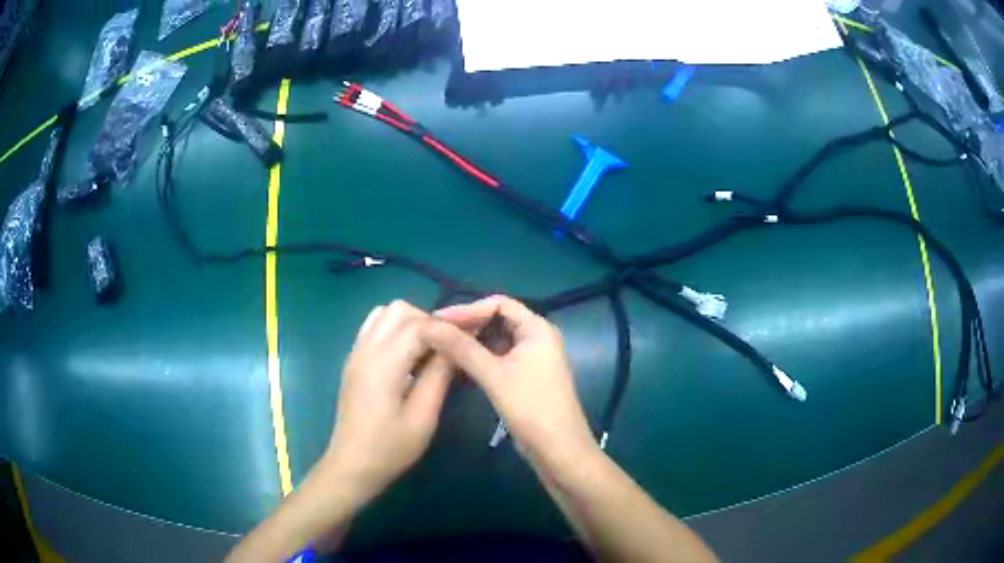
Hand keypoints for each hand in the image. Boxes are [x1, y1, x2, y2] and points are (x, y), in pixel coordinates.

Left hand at [323, 300, 452, 504]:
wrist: (352, 465)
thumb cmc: (390, 448)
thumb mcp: (423, 416)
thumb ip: (440, 376)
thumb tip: (457, 345)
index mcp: (384, 363)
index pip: (419, 324)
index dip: (447, 327)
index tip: (470, 339)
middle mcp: (366, 349)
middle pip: (399, 309)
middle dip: (427, 322)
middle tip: (446, 350)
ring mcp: (356, 353)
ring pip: (384, 314)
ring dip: (409, 323)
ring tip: (426, 353)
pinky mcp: (353, 361)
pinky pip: (373, 328)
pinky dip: (393, 331)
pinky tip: (406, 359)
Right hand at [422, 295, 596, 467]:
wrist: (558, 449)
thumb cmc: (531, 407)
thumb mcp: (494, 375)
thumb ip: (462, 348)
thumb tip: (430, 326)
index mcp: (537, 328)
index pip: (499, 304)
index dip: (467, 309)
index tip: (438, 320)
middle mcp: (537, 338)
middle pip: (497, 321)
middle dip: (468, 326)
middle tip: (435, 334)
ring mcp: (532, 359)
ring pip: (496, 342)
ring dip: (471, 344)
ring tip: (441, 350)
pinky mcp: (526, 377)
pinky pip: (498, 359)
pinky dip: (479, 360)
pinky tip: (458, 368)